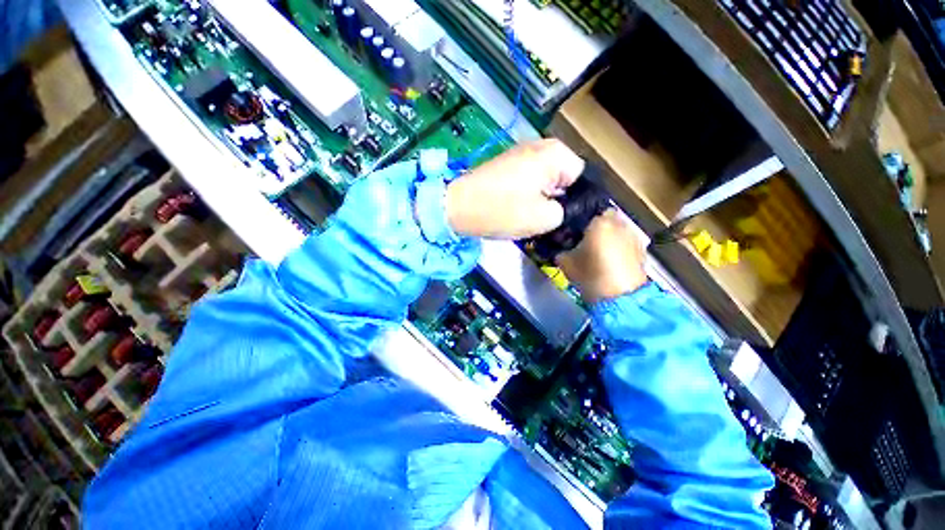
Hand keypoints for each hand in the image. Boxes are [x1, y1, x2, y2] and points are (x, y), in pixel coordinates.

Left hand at [445, 139, 584, 238]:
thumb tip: (563, 207)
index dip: (577, 199)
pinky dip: (527, 193)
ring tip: (530, 215)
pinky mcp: (506, 163)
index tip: (564, 217)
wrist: (458, 206)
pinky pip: (528, 179)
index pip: (581, 176)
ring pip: (544, 179)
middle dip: (558, 197)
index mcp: (555, 154)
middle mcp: (540, 146)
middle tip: (546, 218)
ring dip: (541, 197)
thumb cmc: (503, 210)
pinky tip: (517, 207)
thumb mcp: (544, 219)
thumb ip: (565, 211)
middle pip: (562, 176)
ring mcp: (520, 153)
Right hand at [556, 209, 647, 303]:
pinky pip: (625, 242)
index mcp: (599, 221)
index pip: (586, 211)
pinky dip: (618, 247)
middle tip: (582, 241)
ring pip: (615, 230)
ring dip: (607, 237)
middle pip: (603, 219)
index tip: (571, 231)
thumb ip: (559, 248)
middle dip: (594, 227)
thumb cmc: (590, 274)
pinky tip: (610, 260)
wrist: (620, 297)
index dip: (578, 220)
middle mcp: (619, 222)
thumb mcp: (565, 261)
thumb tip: (558, 246)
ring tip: (597, 251)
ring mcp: (633, 235)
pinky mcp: (641, 249)